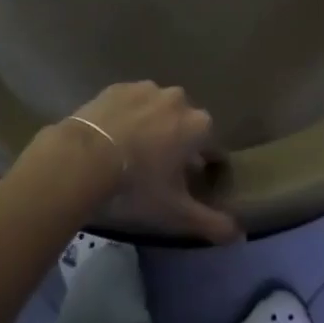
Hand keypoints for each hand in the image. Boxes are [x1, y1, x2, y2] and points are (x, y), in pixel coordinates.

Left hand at [68, 82, 241, 243]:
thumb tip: (239, 235)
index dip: (204, 164)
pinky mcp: (118, 87)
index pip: (212, 145)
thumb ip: (210, 222)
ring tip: (133, 153)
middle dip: (178, 141)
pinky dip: (127, 116)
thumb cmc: (137, 184)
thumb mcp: (175, 212)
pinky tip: (113, 138)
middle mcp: (178, 99)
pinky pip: (130, 103)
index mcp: (198, 124)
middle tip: (159, 169)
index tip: (191, 180)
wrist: (84, 158)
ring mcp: (146, 88)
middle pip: (185, 123)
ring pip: (157, 109)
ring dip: (152, 126)